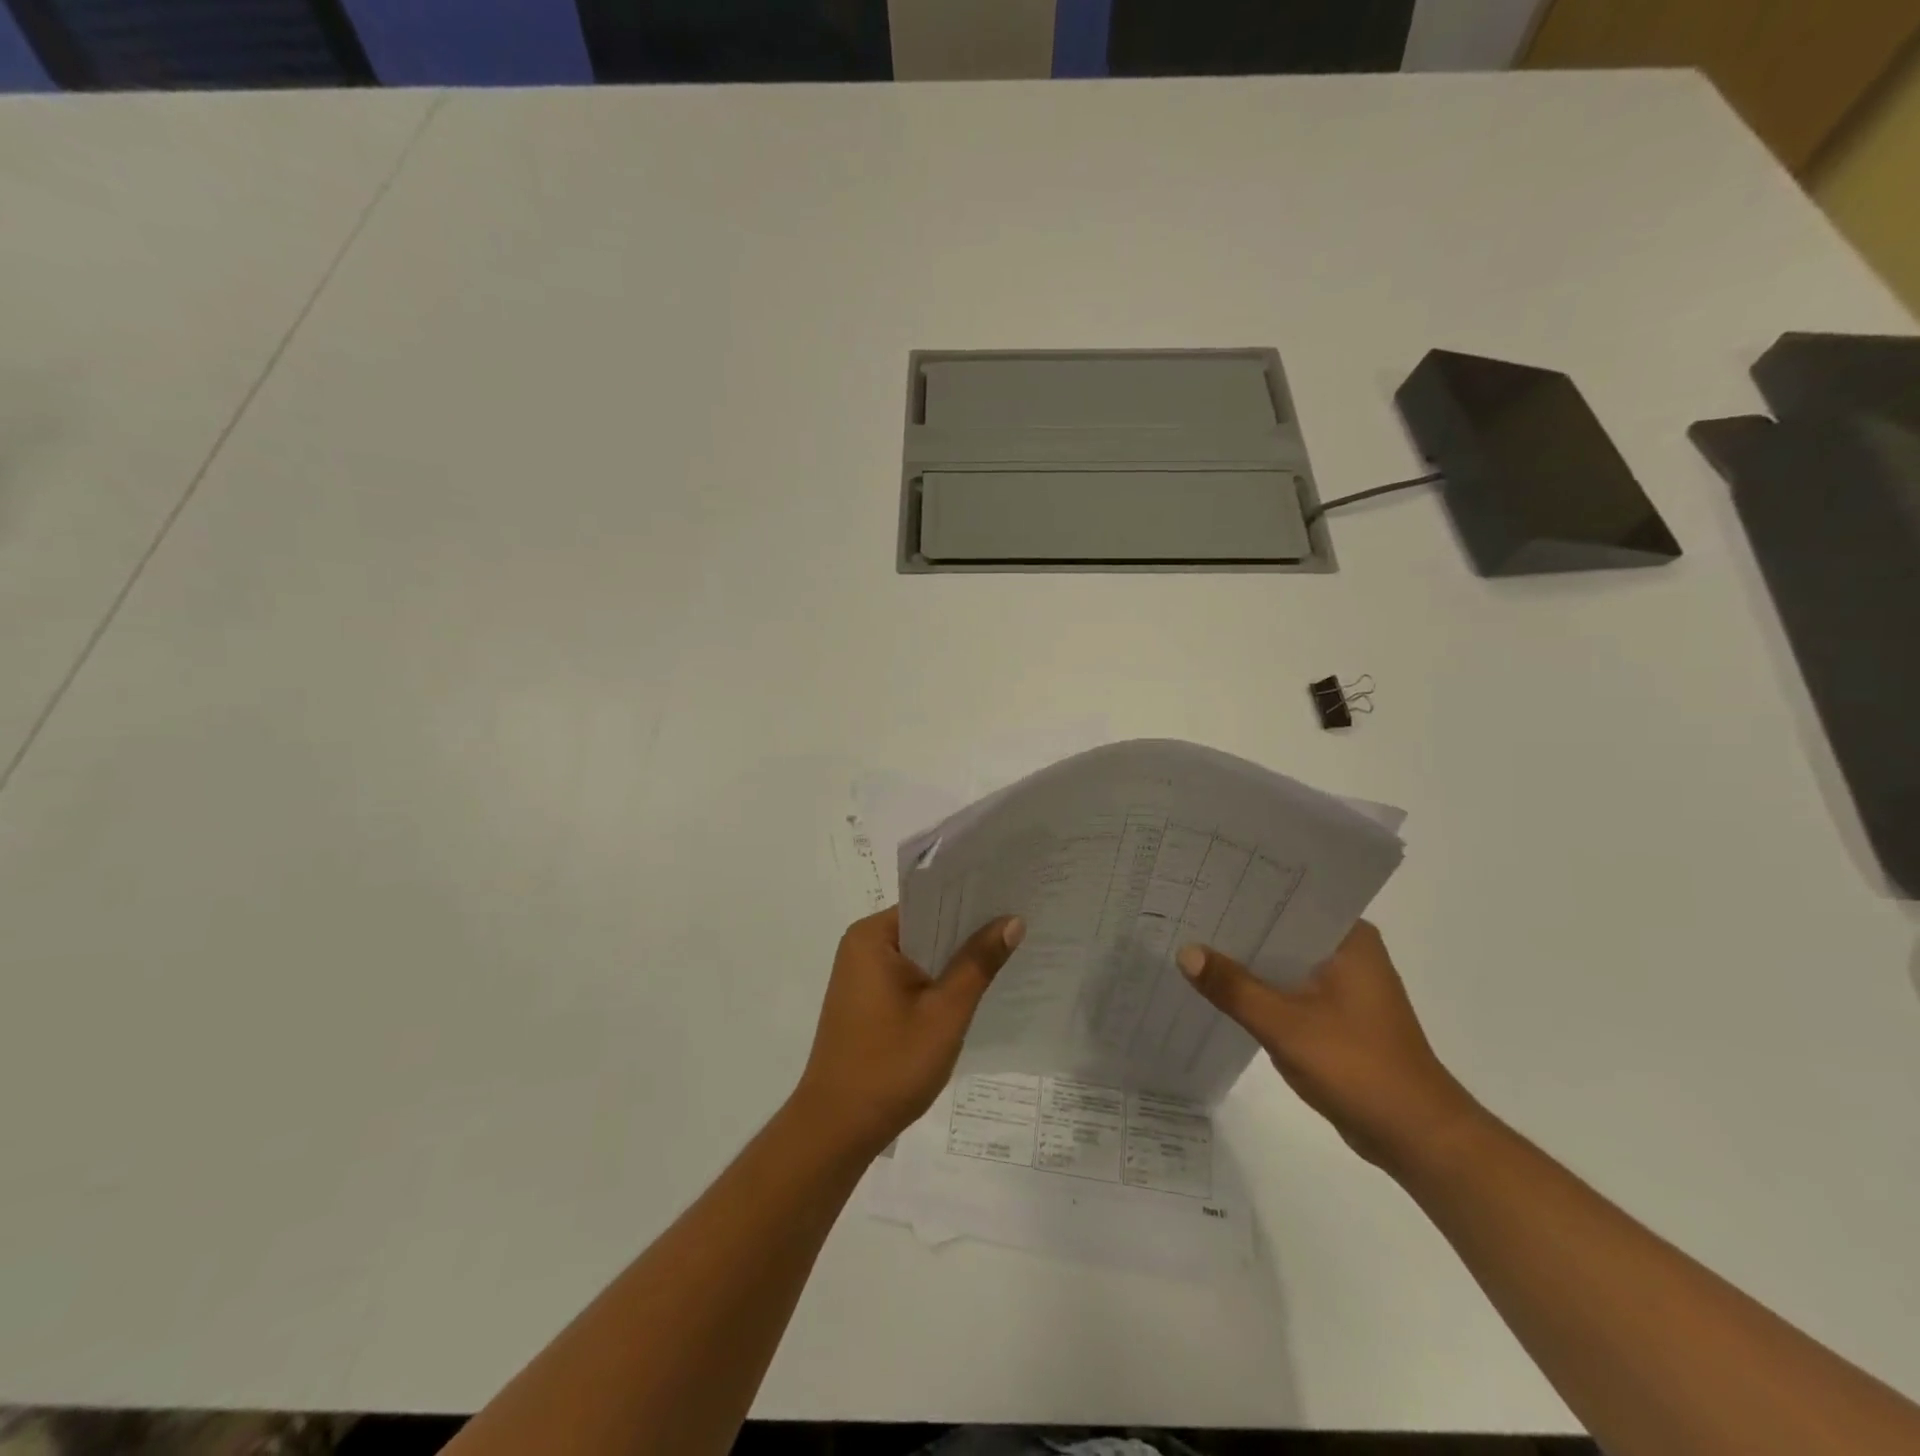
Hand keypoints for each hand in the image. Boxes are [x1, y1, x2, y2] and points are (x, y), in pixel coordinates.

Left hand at [792, 906, 1023, 1159]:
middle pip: (925, 925)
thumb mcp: (945, 1013)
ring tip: (1007, 950)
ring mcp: (861, 975)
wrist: (837, 1131)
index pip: (929, 900)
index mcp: (872, 936)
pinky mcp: (866, 1001)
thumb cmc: (890, 1065)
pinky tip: (973, 987)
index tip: (1012, 896)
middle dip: (967, 929)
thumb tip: (1012, 920)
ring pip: (919, 953)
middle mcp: (862, 946)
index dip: (971, 899)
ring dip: (954, 958)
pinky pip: (909, 975)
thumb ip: (978, 963)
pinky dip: (937, 980)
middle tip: (1020, 923)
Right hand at [1177, 920, 1480, 1171]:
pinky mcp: (1336, 1015)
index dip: (1242, 893)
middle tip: (1184, 912)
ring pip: (1282, 960)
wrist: (1418, 1139)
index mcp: (1348, 938)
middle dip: (1237, 927)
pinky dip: (1259, 988)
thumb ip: (1233, 987)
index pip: (1287, 898)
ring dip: (1246, 960)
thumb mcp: (1285, 1026)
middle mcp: (1347, 952)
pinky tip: (1219, 988)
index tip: (1199, 886)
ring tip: (1189, 942)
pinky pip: (1288, 988)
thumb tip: (1184, 951)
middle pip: (1281, 929)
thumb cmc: (1359, 1069)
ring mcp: (1343, 985)